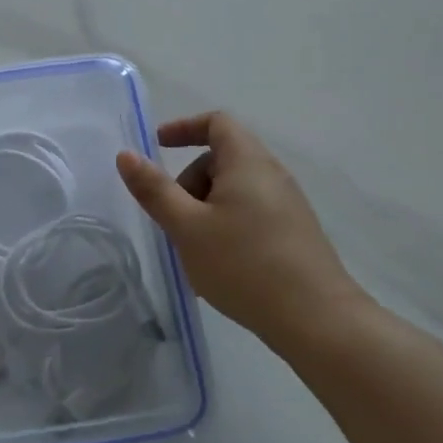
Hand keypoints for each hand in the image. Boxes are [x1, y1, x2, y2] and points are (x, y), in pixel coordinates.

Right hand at [116, 111, 367, 339]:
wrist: (316, 319)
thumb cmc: (244, 264)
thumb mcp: (187, 227)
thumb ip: (155, 190)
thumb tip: (126, 155)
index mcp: (247, 162)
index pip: (217, 122)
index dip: (184, 127)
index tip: (158, 146)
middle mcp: (272, 175)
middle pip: (222, 159)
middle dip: (189, 181)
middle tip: (172, 218)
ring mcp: (287, 205)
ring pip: (234, 191)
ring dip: (204, 209)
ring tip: (192, 250)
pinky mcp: (294, 233)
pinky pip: (250, 214)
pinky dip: (225, 226)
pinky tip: (218, 266)